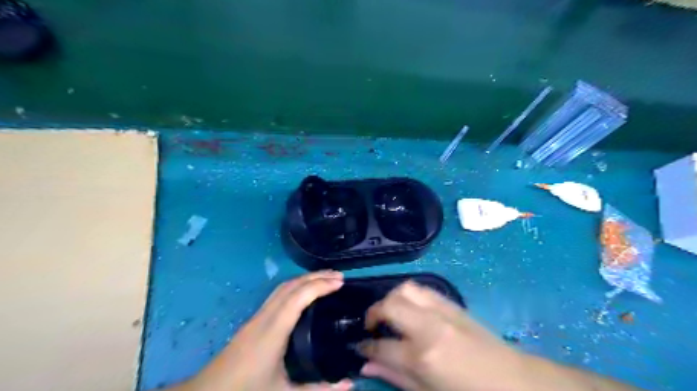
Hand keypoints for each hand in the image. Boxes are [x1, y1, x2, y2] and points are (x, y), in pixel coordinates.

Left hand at [172, 272, 350, 390]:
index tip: (340, 282)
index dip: (320, 285)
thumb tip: (351, 384)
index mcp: (273, 331)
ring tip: (326, 279)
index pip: (299, 297)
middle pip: (291, 286)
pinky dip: (296, 287)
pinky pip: (278, 294)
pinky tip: (304, 293)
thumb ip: (319, 389)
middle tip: (339, 276)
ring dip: (305, 279)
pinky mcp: (254, 320)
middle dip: (316, 277)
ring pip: (283, 287)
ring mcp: (257, 316)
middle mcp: (265, 317)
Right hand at [359, 282, 529, 390]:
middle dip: (373, 312)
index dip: (365, 346)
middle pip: (389, 305)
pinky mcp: (452, 304)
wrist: (514, 381)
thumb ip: (394, 377)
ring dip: (391, 298)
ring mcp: (442, 311)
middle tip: (372, 325)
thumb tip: (366, 365)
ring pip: (405, 289)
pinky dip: (410, 295)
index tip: (359, 347)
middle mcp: (428, 326)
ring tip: (390, 313)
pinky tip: (410, 308)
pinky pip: (423, 289)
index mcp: (422, 356)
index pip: (381, 345)